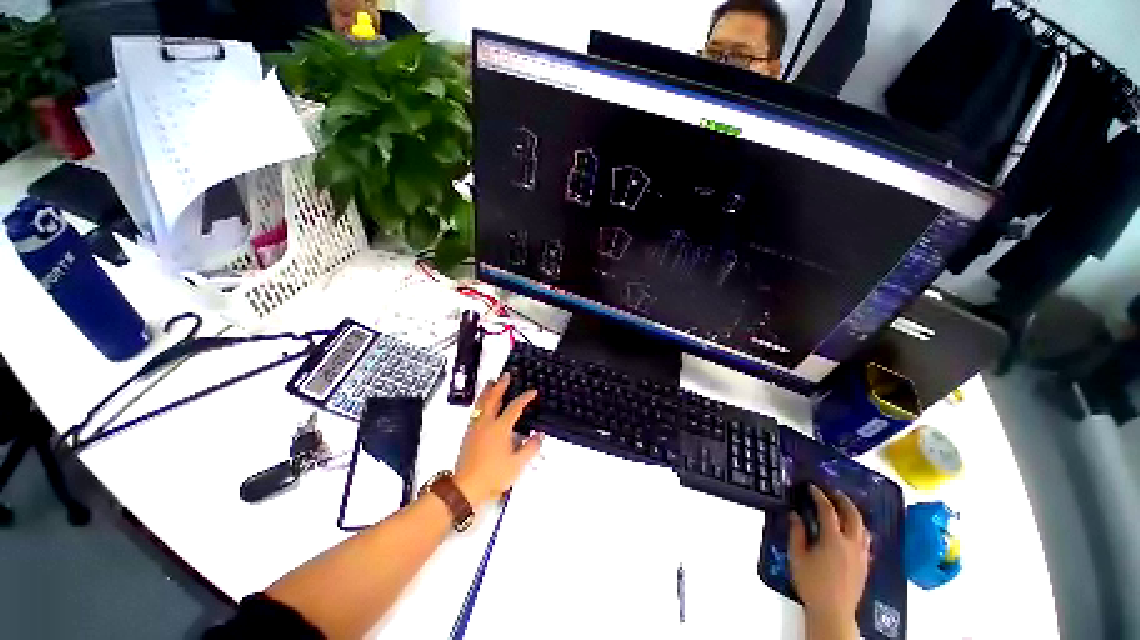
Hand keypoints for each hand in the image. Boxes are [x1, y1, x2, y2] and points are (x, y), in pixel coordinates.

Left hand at [453, 374, 541, 508]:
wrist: (466, 487)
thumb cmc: (493, 475)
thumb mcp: (517, 464)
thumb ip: (531, 448)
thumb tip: (540, 435)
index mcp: (500, 428)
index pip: (515, 407)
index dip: (525, 398)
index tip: (533, 392)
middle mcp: (487, 423)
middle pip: (494, 398)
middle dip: (501, 386)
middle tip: (506, 375)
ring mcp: (475, 428)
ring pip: (482, 403)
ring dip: (488, 391)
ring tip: (491, 382)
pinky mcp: (468, 434)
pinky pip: (476, 412)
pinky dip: (481, 402)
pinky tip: (482, 405)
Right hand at [789, 485, 869, 638]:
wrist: (833, 612)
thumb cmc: (812, 584)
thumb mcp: (797, 556)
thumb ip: (797, 533)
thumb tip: (795, 514)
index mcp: (834, 540)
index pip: (828, 511)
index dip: (819, 496)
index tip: (811, 487)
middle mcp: (852, 544)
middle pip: (853, 515)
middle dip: (843, 500)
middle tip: (832, 492)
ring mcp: (861, 555)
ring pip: (864, 528)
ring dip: (854, 514)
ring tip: (843, 508)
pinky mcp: (865, 565)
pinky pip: (866, 541)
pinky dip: (859, 529)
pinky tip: (852, 532)